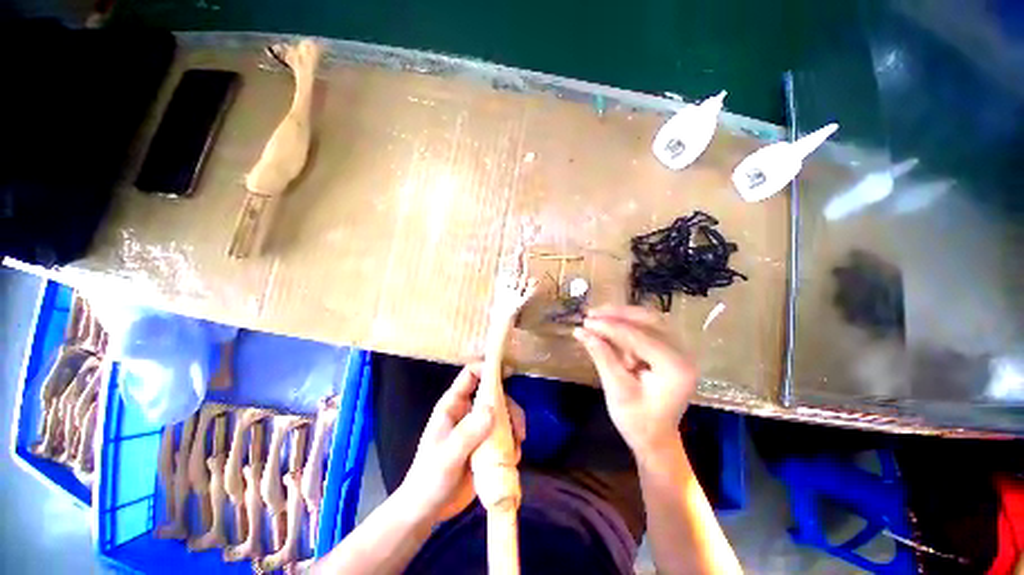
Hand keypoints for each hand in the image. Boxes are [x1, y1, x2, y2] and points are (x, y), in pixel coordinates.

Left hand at [397, 363, 525, 523]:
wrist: (427, 511)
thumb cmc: (429, 479)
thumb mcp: (447, 456)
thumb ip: (468, 433)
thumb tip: (493, 409)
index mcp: (453, 405)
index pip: (471, 375)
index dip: (487, 368)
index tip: (508, 372)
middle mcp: (468, 411)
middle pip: (494, 395)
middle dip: (510, 407)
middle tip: (519, 429)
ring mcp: (478, 427)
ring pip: (503, 414)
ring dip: (514, 427)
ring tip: (517, 448)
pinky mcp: (486, 444)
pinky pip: (505, 434)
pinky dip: (513, 442)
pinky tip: (513, 458)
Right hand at [573, 306, 696, 458]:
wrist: (655, 438)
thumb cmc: (637, 421)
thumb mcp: (617, 389)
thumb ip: (601, 356)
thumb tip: (580, 331)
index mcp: (675, 367)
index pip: (638, 336)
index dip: (609, 327)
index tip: (585, 322)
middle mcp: (683, 353)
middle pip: (649, 320)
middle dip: (617, 315)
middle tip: (591, 313)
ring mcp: (680, 350)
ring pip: (650, 319)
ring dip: (623, 315)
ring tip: (598, 315)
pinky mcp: (671, 350)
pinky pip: (650, 327)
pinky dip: (629, 323)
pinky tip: (611, 324)